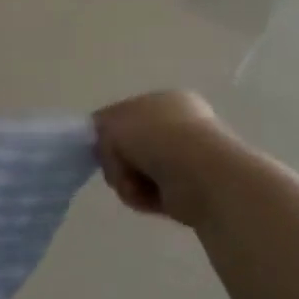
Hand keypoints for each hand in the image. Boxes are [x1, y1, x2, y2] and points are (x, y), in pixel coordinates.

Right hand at [92, 90, 239, 227]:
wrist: (198, 174)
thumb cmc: (154, 138)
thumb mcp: (112, 122)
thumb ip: (100, 127)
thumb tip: (104, 143)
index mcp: (164, 101)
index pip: (125, 116)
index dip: (108, 132)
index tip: (100, 146)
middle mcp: (178, 127)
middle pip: (128, 148)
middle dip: (117, 161)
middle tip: (118, 166)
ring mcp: (186, 159)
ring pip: (135, 173)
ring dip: (127, 181)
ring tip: (136, 185)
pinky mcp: (187, 190)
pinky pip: (149, 194)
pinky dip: (143, 197)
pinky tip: (149, 196)